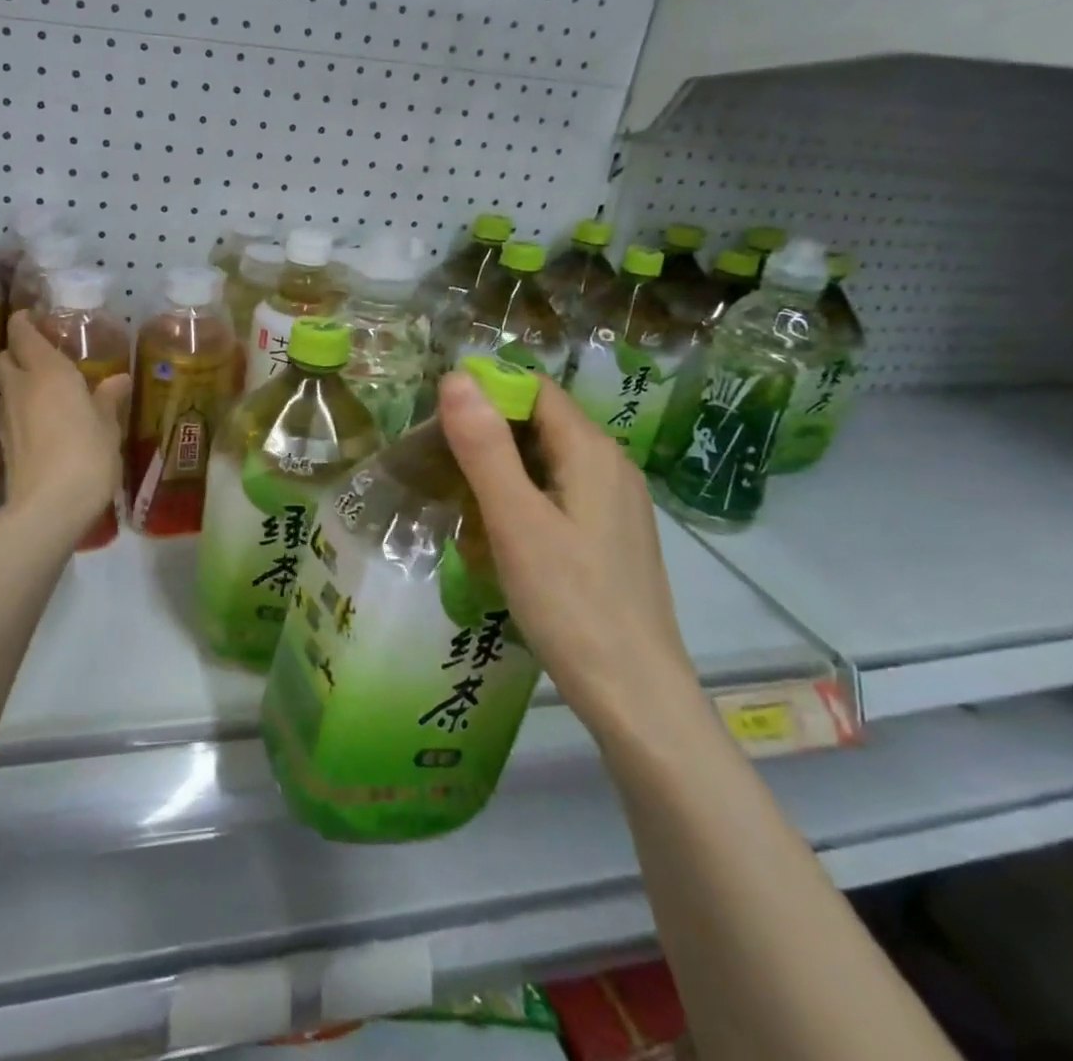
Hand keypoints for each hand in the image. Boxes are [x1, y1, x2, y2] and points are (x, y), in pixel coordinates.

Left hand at [0, 311, 130, 532]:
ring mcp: (6, 416)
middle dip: (17, 352)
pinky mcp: (3, 444)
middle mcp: (21, 387)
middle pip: (4, 357)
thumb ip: (108, 399)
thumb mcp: (108, 426)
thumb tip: (119, 379)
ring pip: (4, 386)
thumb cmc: (87, 455)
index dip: (24, 322)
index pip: (22, 333)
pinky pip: (8, 413)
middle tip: (43, 357)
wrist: (48, 506)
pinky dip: (20, 409)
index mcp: (48, 372)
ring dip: (18, 382)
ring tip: (46, 391)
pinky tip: (42, 422)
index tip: (35, 318)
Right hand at [437, 372, 701, 736]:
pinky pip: (560, 493)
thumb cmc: (570, 604)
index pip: (534, 389)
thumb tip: (457, 376)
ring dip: (502, 467)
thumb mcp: (516, 521)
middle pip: (541, 423)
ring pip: (548, 460)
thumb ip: (485, 447)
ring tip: (459, 496)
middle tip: (439, 462)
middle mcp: (611, 465)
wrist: (635, 696)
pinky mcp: (611, 536)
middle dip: (488, 432)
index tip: (437, 421)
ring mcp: (616, 503)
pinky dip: (524, 497)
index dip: (485, 393)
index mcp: (591, 450)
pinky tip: (499, 531)